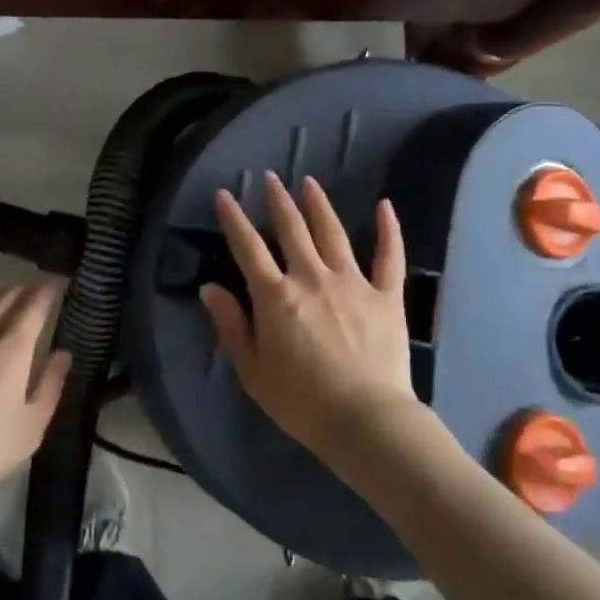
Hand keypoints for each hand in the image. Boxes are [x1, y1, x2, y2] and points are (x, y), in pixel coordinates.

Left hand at [0, 285, 70, 519]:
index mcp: (10, 350)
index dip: (46, 292)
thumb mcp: (31, 427)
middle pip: (3, 298)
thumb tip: (63, 354)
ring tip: (9, 302)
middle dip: (22, 290)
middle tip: (36, 293)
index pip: (32, 306)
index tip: (57, 286)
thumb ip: (50, 385)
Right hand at [202, 173, 415, 458]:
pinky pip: (389, 257)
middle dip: (278, 201)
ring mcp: (353, 283)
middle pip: (292, 230)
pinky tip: (385, 206)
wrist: (365, 421)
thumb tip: (210, 288)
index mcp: (276, 297)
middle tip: (271, 178)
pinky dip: (389, 230)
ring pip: (333, 234)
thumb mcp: (252, 370)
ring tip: (310, 184)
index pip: (248, 248)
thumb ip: (230, 325)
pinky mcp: (387, 296)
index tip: (224, 195)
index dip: (233, 219)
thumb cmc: (301, 401)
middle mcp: (312, 278)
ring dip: (319, 206)